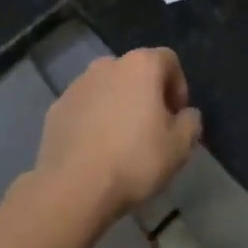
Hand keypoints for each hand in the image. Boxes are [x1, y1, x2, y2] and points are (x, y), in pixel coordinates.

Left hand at [35, 48, 201, 223]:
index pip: (168, 60)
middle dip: (147, 94)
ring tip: (122, 141)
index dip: (178, 86)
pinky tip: (96, 150)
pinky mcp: (57, 108)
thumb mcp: (179, 147)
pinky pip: (85, 107)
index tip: (177, 116)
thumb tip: (186, 114)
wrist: (73, 187)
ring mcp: (77, 85)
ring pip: (108, 88)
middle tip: (152, 129)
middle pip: (136, 72)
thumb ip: (190, 122)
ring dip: (118, 105)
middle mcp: (107, 65)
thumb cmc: (134, 160)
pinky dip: (93, 119)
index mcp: (140, 65)